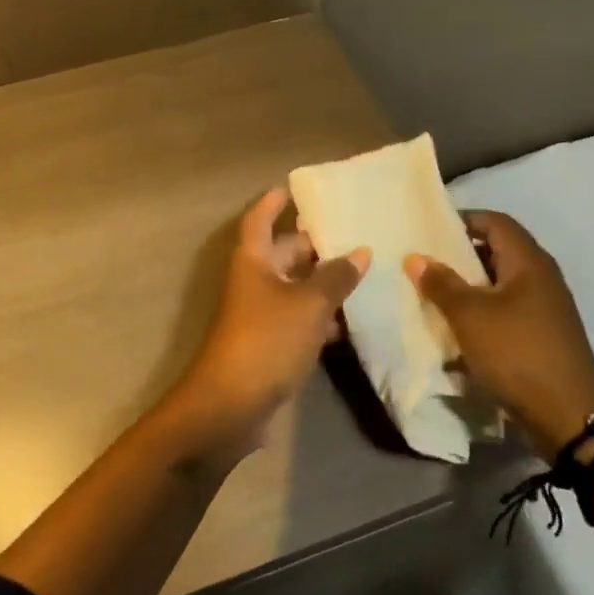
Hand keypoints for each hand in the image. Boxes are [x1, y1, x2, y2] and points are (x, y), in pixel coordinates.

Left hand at [168, 189, 369, 465]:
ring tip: (363, 272)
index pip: (260, 218)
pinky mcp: (269, 344)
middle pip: (283, 252)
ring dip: (322, 281)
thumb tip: (361, 251)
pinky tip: (350, 320)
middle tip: (352, 232)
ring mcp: (260, 314)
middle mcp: (254, 281)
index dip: (274, 202)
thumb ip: (336, 277)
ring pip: (294, 287)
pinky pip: (298, 318)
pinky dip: (320, 315)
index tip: (294, 188)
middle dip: (313, 244)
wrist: (231, 406)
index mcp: (253, 260)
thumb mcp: (308, 305)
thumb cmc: (266, 340)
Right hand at [405, 210, 593, 456]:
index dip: (463, 219)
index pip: (495, 221)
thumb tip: (416, 257)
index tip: (430, 230)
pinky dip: (483, 313)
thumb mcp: (470, 315)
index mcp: (528, 261)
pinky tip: (459, 329)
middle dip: (461, 255)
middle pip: (497, 251)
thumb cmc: (517, 352)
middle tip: (427, 263)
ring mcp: (545, 308)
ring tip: (435, 296)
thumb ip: (441, 283)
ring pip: (500, 284)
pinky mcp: (543, 335)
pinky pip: (507, 311)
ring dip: (469, 287)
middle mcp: (541, 277)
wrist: (570, 417)